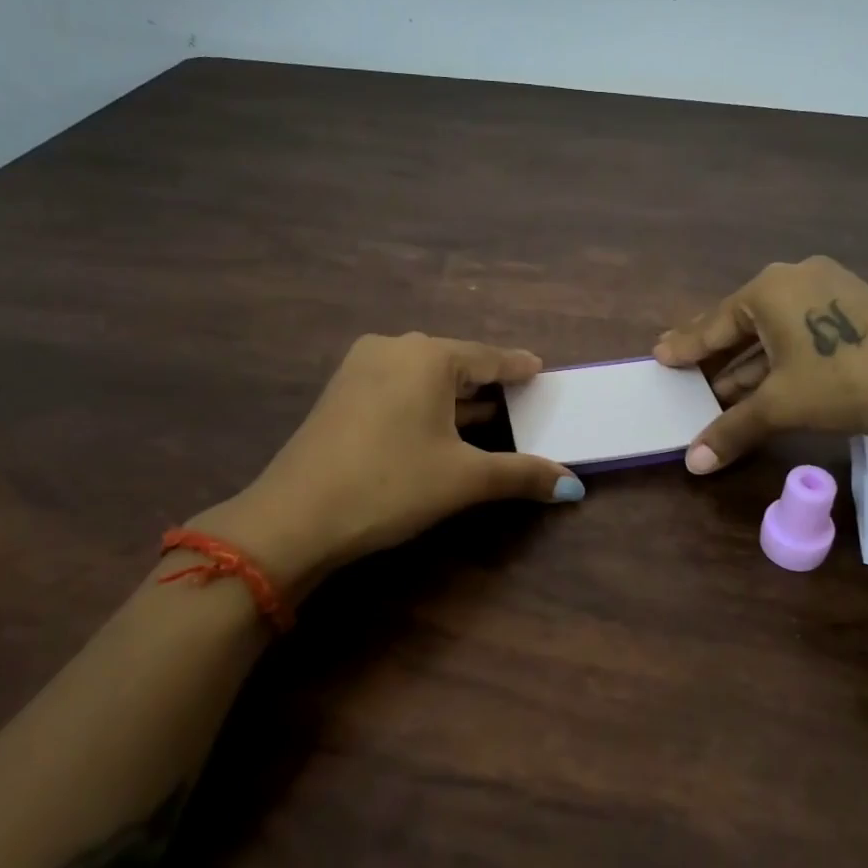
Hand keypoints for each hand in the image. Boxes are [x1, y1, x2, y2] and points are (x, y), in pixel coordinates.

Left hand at [193, 333, 582, 598]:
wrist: (294, 517)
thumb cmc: (390, 484)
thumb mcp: (464, 479)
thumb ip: (522, 474)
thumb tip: (574, 486)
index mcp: (427, 357)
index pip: (488, 357)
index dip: (517, 367)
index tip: (540, 370)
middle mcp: (393, 349)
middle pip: (456, 362)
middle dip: (488, 383)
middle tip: (522, 398)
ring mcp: (361, 368)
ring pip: (425, 377)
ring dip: (457, 397)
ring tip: (492, 415)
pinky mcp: (342, 393)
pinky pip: (400, 388)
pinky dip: (427, 403)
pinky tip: (443, 425)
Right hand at [654, 257, 867, 472]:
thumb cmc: (848, 379)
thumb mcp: (783, 405)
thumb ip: (732, 429)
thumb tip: (691, 463)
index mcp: (769, 289)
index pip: (713, 324)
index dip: (685, 346)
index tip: (660, 356)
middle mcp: (794, 278)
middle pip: (741, 324)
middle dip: (715, 357)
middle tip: (684, 373)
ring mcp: (827, 290)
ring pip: (772, 331)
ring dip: (747, 365)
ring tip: (717, 393)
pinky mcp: (851, 308)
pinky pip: (798, 333)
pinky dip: (777, 360)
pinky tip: (763, 386)